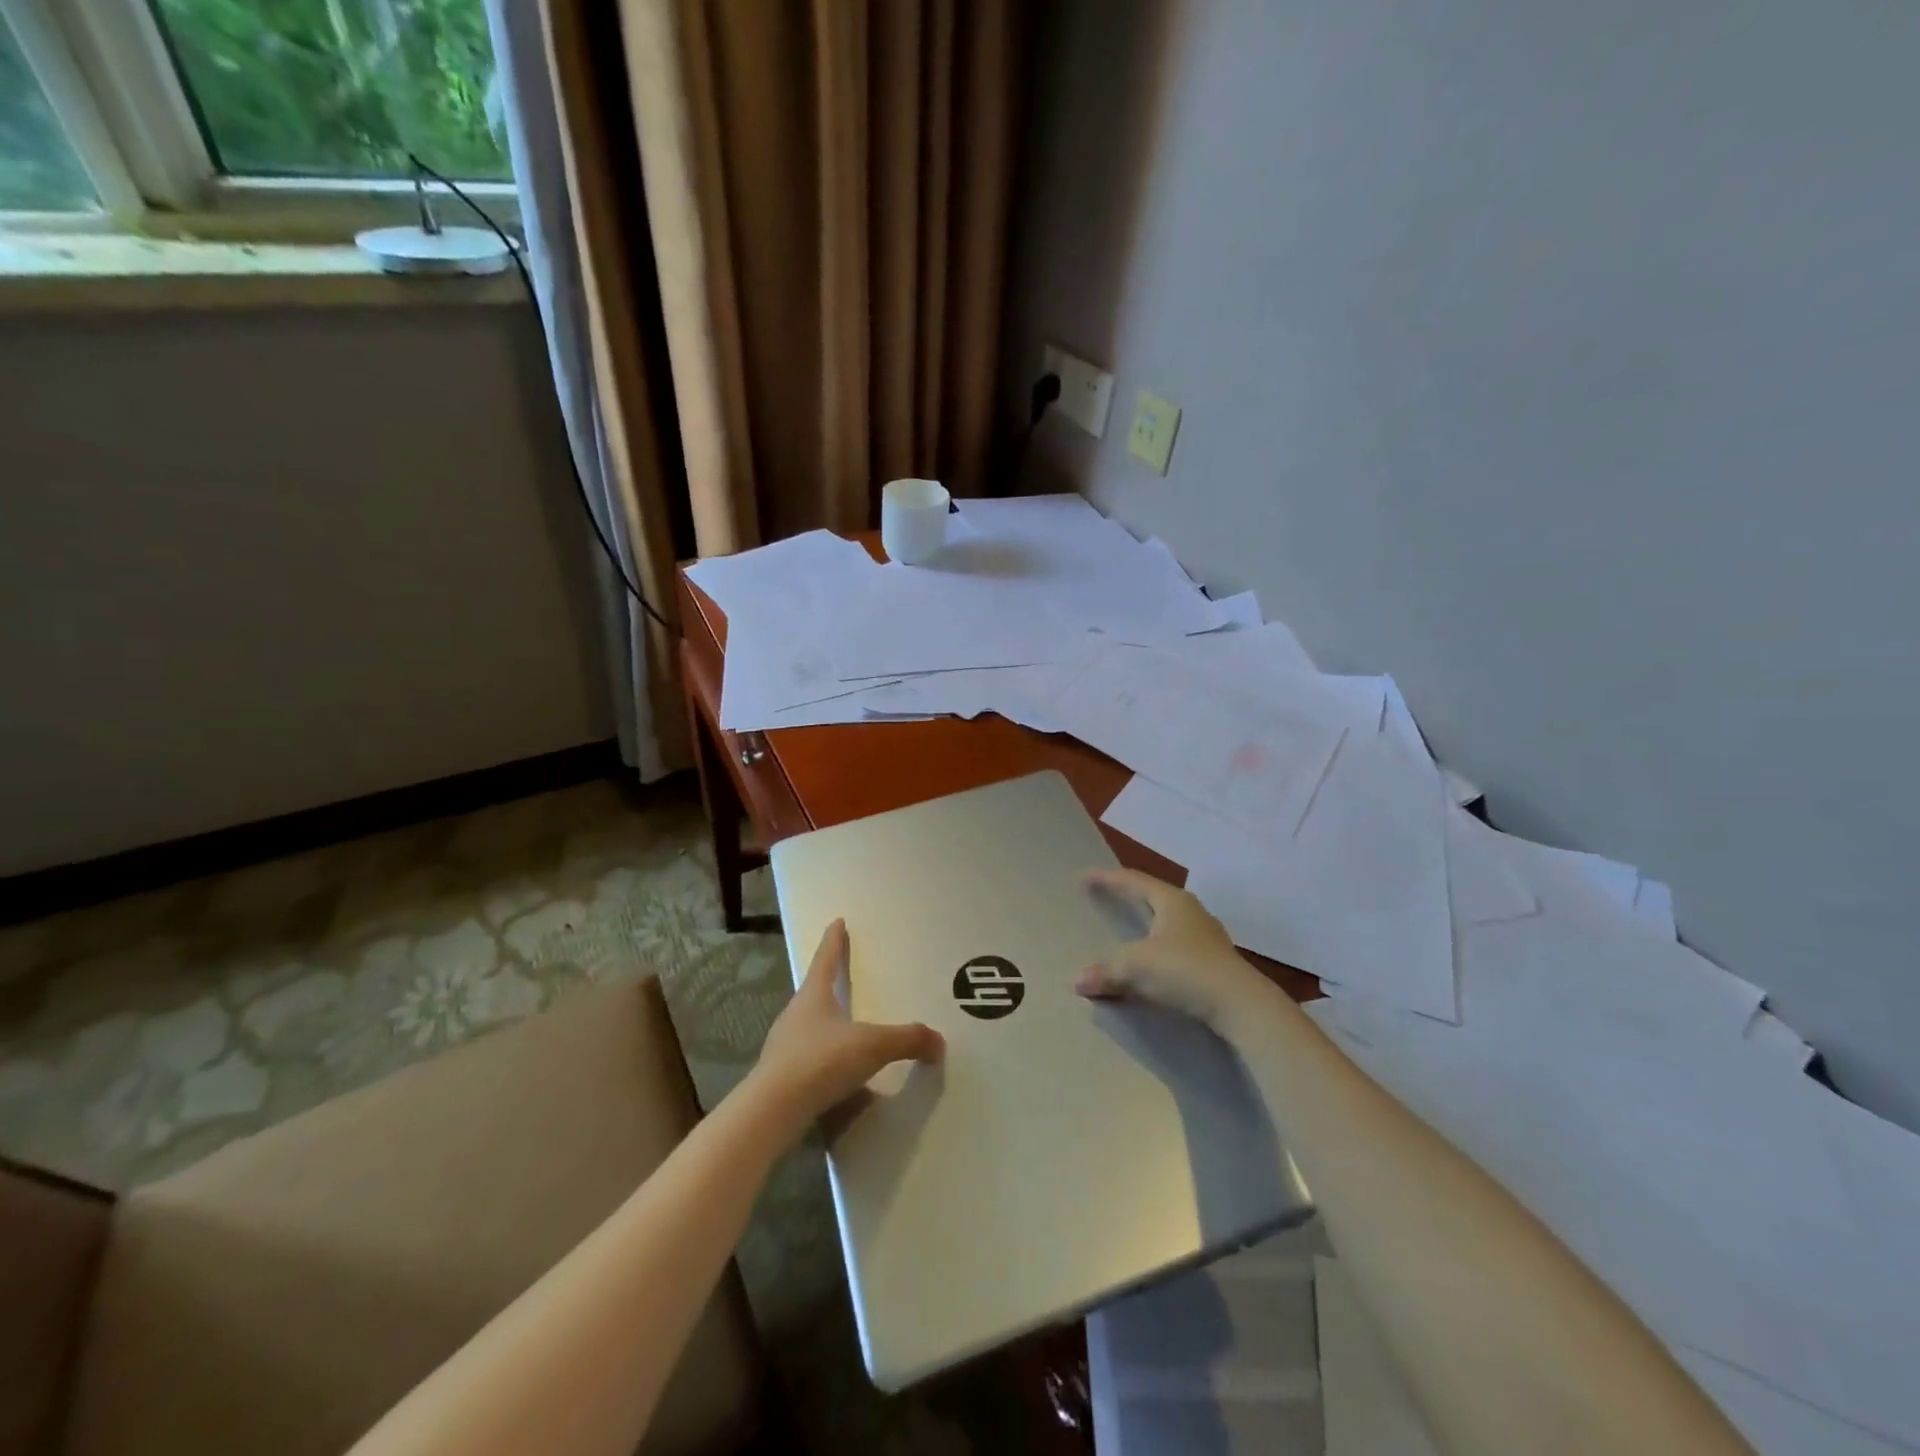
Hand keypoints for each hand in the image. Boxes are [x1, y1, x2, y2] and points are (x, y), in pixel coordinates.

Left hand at [748, 919, 943, 1138]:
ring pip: (810, 1026)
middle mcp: (795, 1015)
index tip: (837, 921)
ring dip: (828, 1024)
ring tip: (848, 1027)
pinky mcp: (781, 1077)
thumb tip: (938, 1041)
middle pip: (815, 991)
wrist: (771, 1112)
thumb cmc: (820, 1060)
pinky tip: (840, 1074)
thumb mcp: (872, 1045)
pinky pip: (809, 1058)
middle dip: (830, 982)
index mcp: (813, 995)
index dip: (833, 940)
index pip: (825, 959)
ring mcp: (784, 1046)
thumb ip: (907, 1039)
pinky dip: (826, 1058)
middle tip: (846, 975)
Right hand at [1076, 868, 1272, 1033]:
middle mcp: (1191, 911)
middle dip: (1129, 897)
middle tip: (1107, 896)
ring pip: (1167, 923)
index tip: (1085, 876)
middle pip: (1153, 897)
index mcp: (1172, 901)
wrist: (1240, 1005)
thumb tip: (1076, 982)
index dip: (1107, 878)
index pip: (1133, 881)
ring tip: (1129, 927)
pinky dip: (1157, 950)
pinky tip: (1152, 962)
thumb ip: (1105, 971)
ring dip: (1146, 925)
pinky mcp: (1214, 962)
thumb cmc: (1185, 970)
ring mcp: (1206, 937)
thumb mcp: (1136, 967)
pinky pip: (1176, 947)